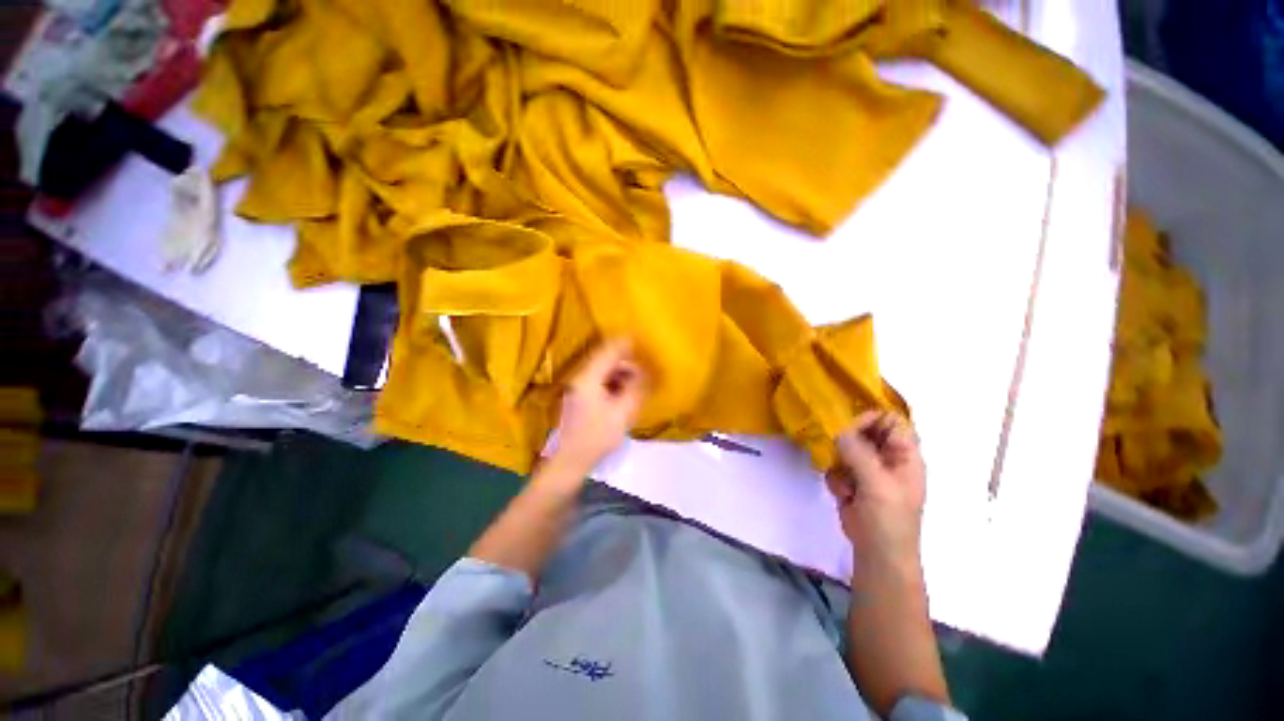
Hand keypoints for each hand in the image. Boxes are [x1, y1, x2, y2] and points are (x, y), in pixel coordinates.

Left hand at [550, 338, 647, 475]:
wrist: (570, 461)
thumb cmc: (596, 438)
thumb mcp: (622, 413)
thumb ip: (636, 388)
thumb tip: (646, 370)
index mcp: (589, 378)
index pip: (609, 350)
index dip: (627, 343)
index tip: (644, 340)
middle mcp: (582, 377)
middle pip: (607, 358)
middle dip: (628, 360)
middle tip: (647, 367)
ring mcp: (580, 387)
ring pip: (604, 370)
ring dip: (622, 372)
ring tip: (640, 381)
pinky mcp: (582, 397)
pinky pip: (602, 380)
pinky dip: (616, 381)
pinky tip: (627, 392)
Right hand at [827, 411, 926, 574]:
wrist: (877, 554)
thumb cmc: (888, 520)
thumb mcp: (877, 483)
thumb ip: (858, 453)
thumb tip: (838, 431)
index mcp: (905, 456)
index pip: (891, 420)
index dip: (872, 420)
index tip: (850, 429)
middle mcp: (887, 458)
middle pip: (865, 431)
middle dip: (848, 441)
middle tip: (838, 453)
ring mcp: (868, 470)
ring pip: (846, 448)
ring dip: (840, 462)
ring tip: (846, 483)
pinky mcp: (852, 481)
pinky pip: (837, 465)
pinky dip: (835, 477)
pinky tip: (842, 494)